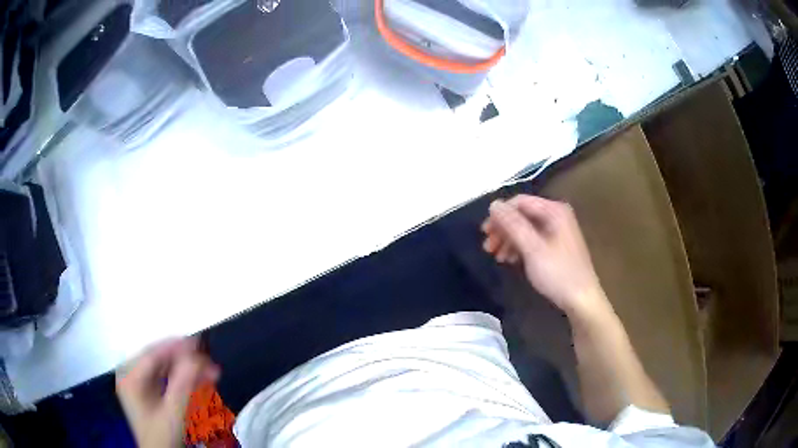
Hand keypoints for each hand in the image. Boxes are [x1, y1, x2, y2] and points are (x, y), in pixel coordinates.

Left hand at [116, 338, 219, 447]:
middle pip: (159, 359)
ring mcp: (138, 382)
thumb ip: (182, 385)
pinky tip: (200, 378)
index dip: (176, 347)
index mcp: (129, 376)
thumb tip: (197, 357)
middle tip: (209, 361)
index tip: (199, 343)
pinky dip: (183, 378)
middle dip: (185, 360)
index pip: (153, 355)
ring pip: (164, 367)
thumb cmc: (162, 436)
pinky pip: (165, 377)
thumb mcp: (172, 413)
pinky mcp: (147, 390)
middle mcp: (130, 373)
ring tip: (210, 371)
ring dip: (187, 369)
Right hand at [481, 195, 608, 315]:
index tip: (485, 232)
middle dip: (503, 230)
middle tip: (488, 247)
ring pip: (525, 228)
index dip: (500, 215)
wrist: (581, 299)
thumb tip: (493, 205)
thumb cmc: (558, 273)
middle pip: (522, 215)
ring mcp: (557, 231)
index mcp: (554, 211)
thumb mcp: (533, 248)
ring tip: (497, 257)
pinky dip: (519, 247)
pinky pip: (532, 239)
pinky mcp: (555, 245)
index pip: (520, 202)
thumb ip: (512, 225)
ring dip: (508, 240)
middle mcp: (556, 216)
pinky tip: (510, 260)